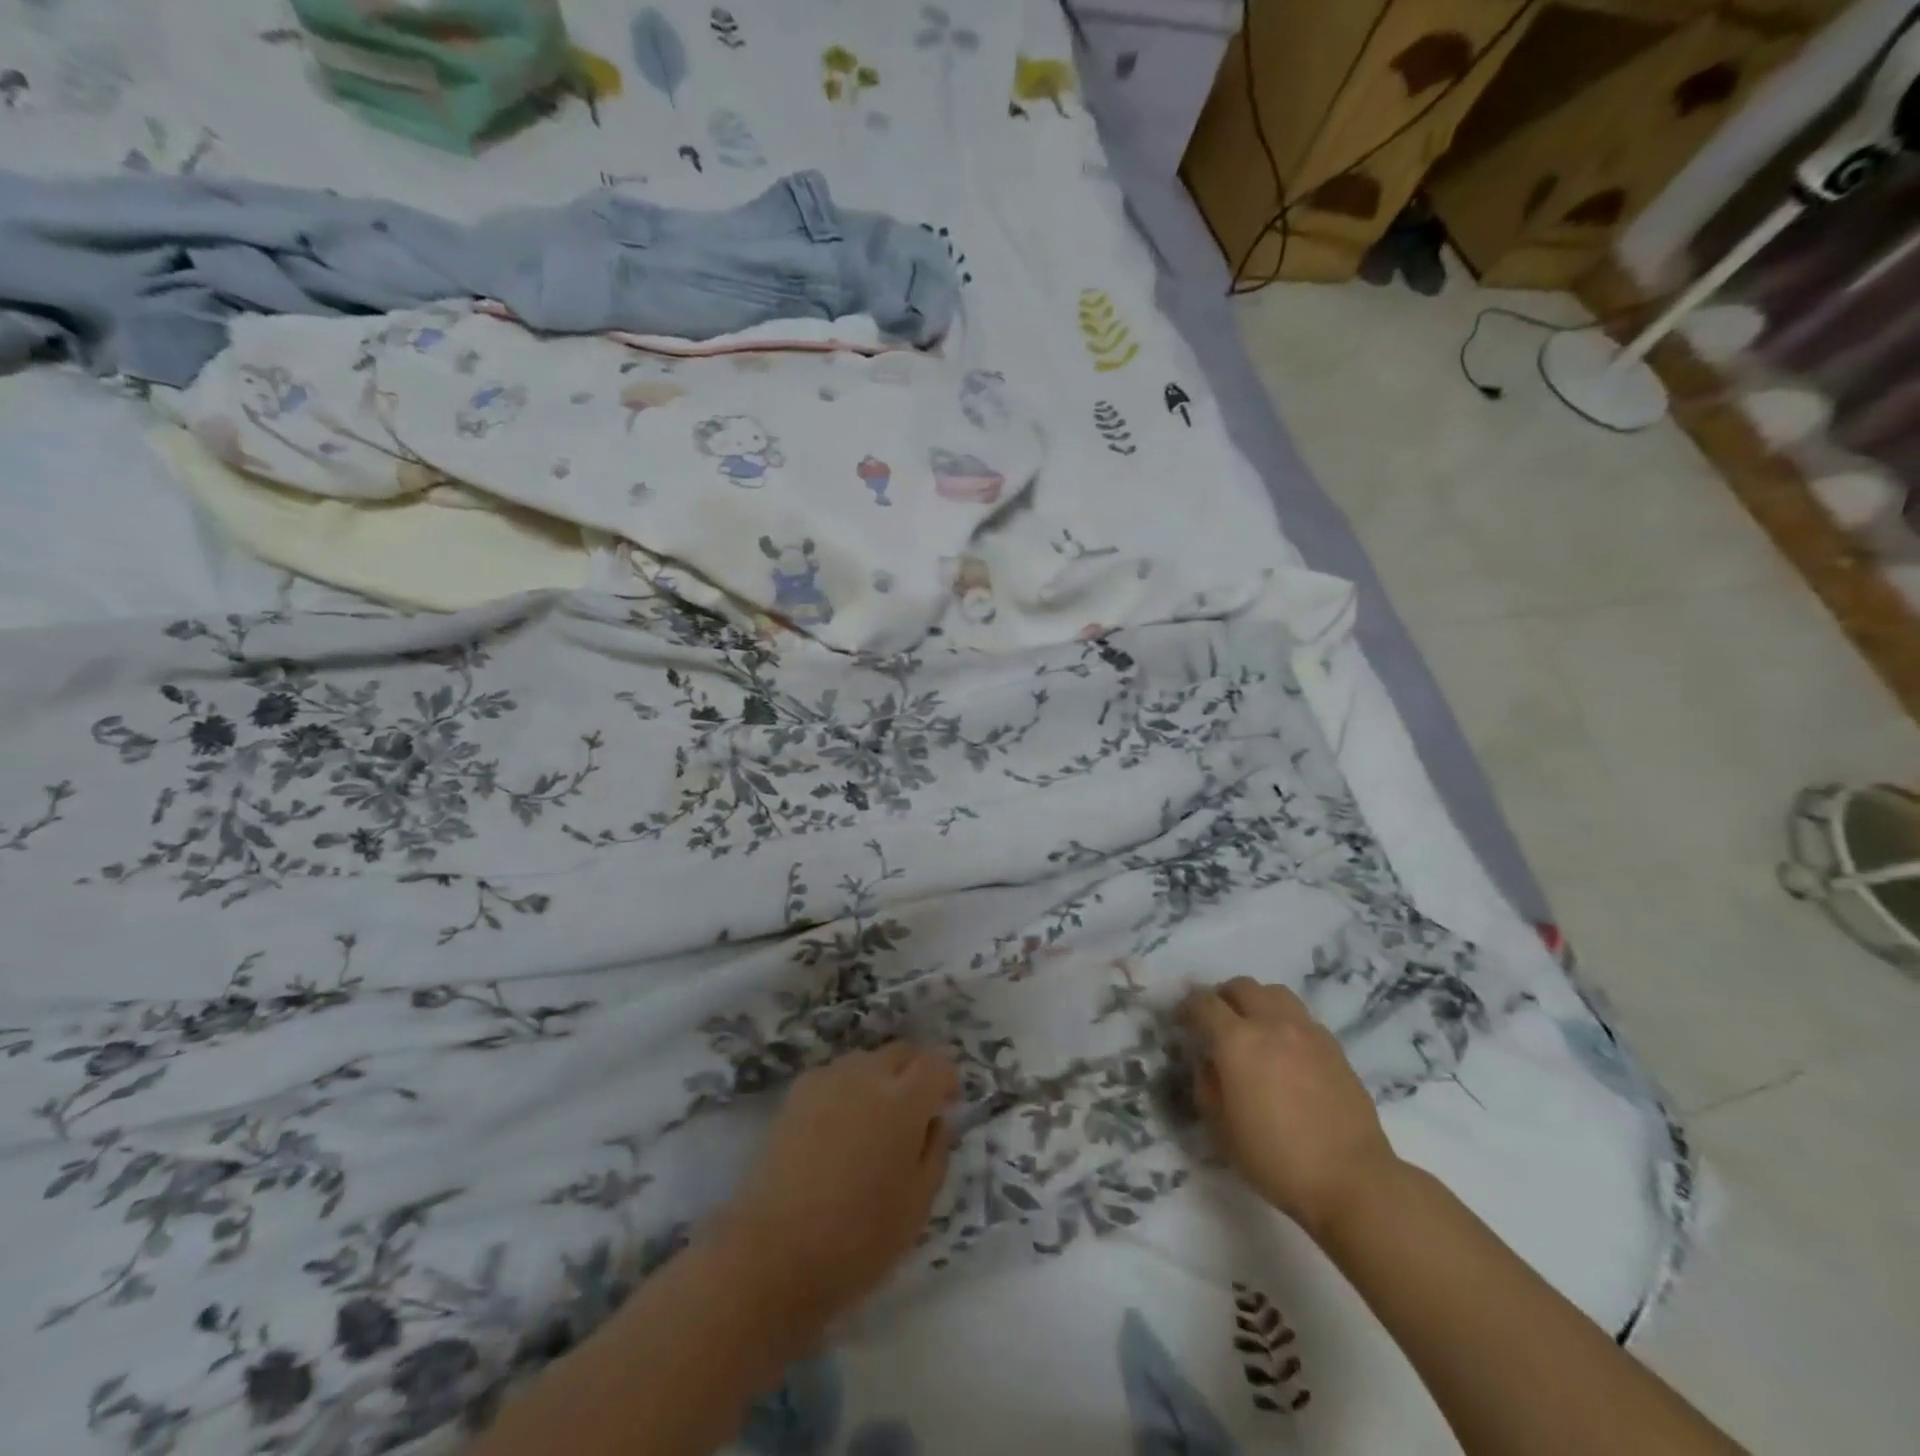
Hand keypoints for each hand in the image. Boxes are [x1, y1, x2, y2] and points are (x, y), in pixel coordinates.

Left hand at [711, 1043, 957, 1336]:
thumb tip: (935, 1120)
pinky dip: (847, 1089)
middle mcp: (867, 1076)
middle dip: (915, 1072)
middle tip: (916, 1110)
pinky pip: (834, 1076)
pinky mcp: (796, 1094)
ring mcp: (827, 1080)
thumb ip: (935, 1152)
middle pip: (901, 1052)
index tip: (948, 1104)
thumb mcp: (918, 1205)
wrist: (774, 1253)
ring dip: (880, 1078)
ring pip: (866, 1061)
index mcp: (903, 1101)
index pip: (937, 1064)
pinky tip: (840, 1127)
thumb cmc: (859, 1238)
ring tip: (876, 1120)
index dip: (948, 1079)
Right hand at [1183, 977, 1399, 1241]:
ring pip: (1275, 993)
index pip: (1203, 1003)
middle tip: (1217, 1022)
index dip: (1188, 1007)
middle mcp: (1271, 1024)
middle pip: (1241, 986)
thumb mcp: (1221, 1129)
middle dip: (1223, 997)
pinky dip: (1285, 1022)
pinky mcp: (1334, 1047)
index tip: (1182, 1020)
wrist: (1351, 1180)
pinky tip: (1286, 1051)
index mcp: (1236, 1041)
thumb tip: (1210, 1062)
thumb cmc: (1276, 1159)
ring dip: (1257, 1002)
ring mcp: (1307, 1032)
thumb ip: (1206, 1084)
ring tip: (1254, 1029)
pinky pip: (1301, 1017)